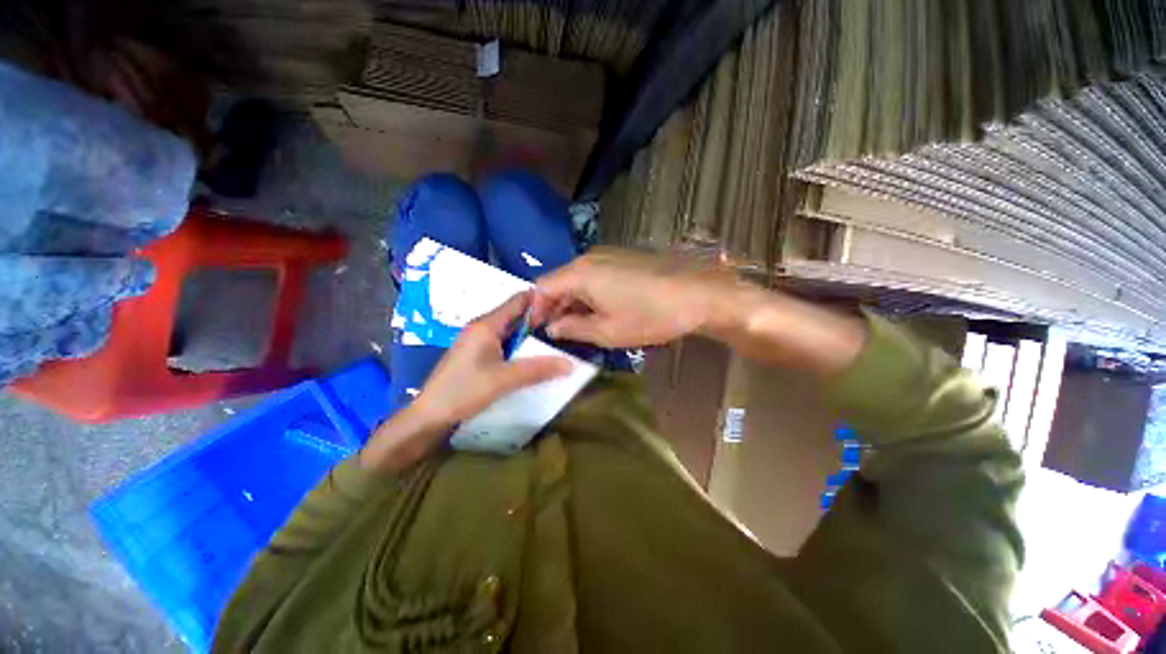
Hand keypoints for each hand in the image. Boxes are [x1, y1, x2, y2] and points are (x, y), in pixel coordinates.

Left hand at [361, 292, 571, 471]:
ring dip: (530, 334)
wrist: (428, 416)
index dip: (541, 300)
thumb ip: (538, 369)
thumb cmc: (464, 391)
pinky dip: (519, 346)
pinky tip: (531, 356)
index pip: (518, 300)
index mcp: (486, 324)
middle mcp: (482, 326)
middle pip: (516, 314)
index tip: (564, 307)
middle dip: (539, 319)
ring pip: (510, 329)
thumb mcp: (504, 380)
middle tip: (564, 326)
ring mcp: (477, 340)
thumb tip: (570, 364)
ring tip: (554, 341)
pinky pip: (503, 342)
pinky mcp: (476, 353)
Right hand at [530, 248, 733, 347]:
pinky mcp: (623, 259)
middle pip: (558, 281)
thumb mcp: (607, 331)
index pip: (541, 288)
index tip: (534, 330)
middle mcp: (589, 258)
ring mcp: (608, 255)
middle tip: (554, 333)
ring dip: (571, 302)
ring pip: (577, 279)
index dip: (534, 310)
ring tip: (574, 327)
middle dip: (552, 307)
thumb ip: (573, 328)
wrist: (698, 295)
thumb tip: (552, 327)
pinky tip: (596, 312)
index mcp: (579, 273)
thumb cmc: (650, 316)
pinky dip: (588, 295)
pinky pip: (594, 276)